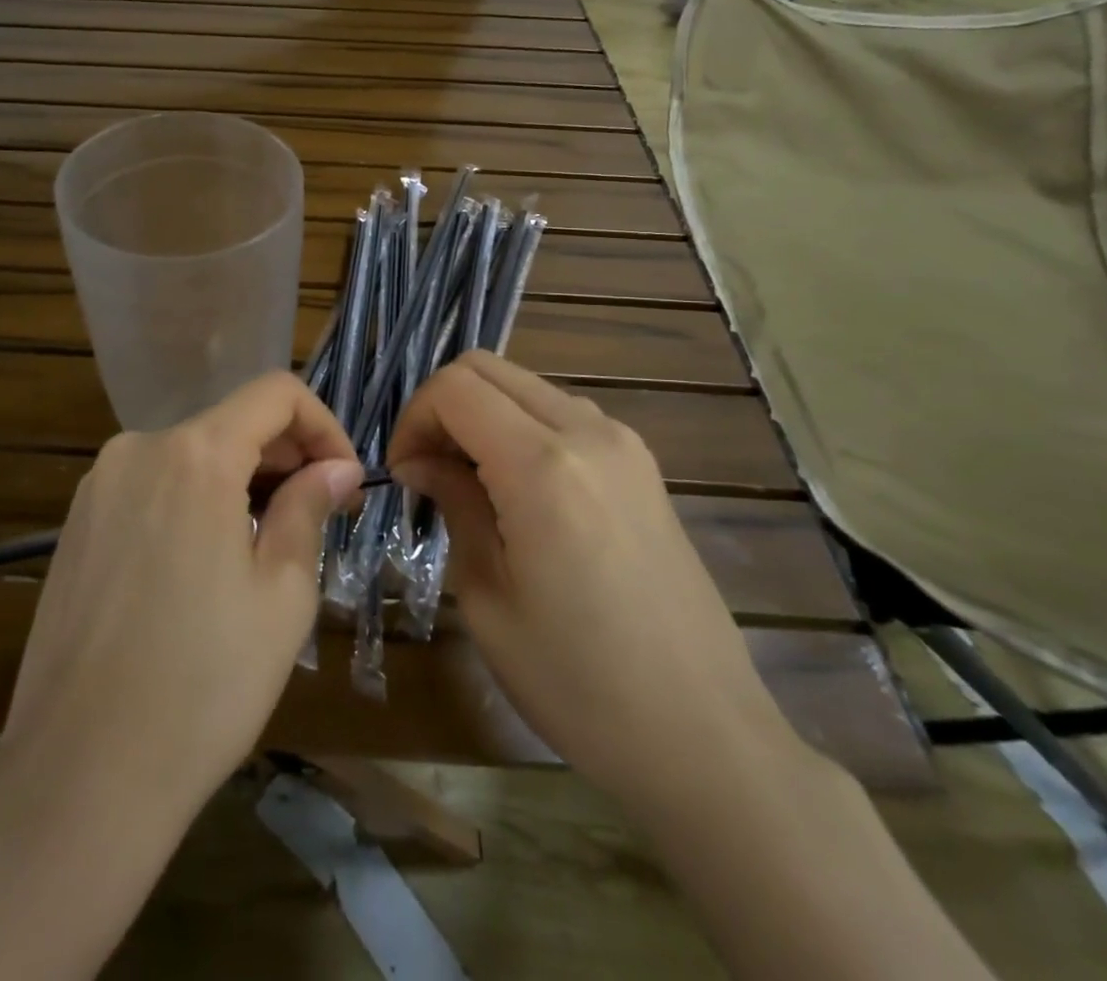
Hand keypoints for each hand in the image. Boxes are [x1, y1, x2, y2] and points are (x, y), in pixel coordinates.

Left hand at [0, 372, 365, 825]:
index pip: (275, 393)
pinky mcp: (76, 523)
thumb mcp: (282, 594)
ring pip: (192, 454)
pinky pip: (153, 485)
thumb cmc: (203, 685)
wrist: (79, 775)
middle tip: (319, 517)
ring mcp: (99, 485)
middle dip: (286, 457)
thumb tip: (337, 469)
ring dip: (241, 482)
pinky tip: (205, 565)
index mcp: (195, 454)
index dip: (323, 426)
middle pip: (232, 422)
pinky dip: (195, 501)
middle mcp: (139, 448)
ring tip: (266, 547)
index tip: (343, 483)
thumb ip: (309, 508)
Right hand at [388, 352, 801, 819]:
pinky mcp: (642, 465)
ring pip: (526, 385)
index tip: (404, 472)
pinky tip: (519, 489)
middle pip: (488, 368)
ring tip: (470, 481)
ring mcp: (624, 443)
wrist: (703, 738)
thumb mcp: (487, 595)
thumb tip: (421, 461)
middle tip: (428, 469)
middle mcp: (587, 432)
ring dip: (485, 414)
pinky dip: (523, 428)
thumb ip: (454, 503)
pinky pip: (564, 414)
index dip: (413, 418)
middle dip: (443, 407)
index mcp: (542, 465)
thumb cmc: (577, 682)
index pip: (454, 388)